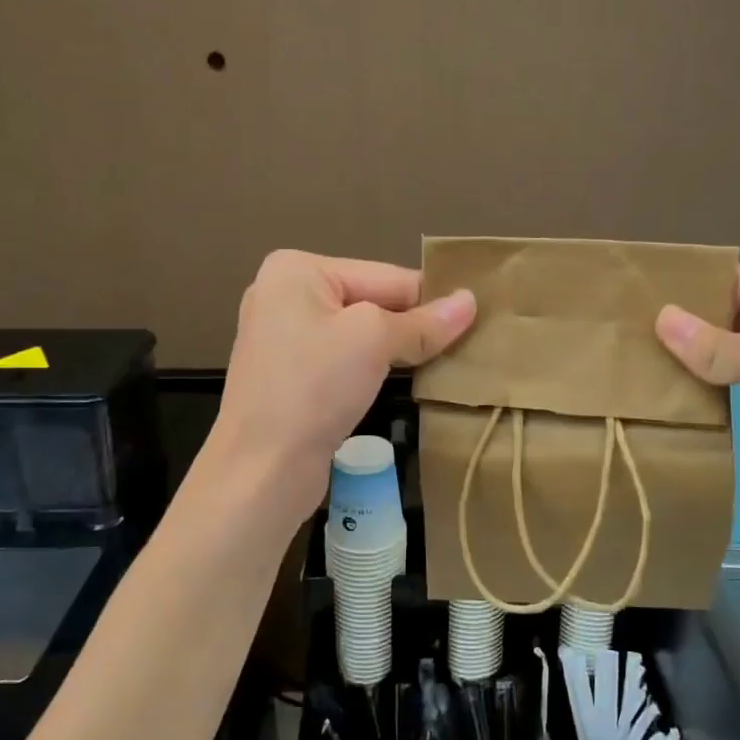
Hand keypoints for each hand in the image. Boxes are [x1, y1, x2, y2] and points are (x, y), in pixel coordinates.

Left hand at [212, 250, 476, 514]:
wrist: (261, 470)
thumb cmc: (314, 388)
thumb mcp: (374, 341)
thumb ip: (424, 322)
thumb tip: (470, 301)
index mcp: (297, 269)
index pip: (385, 276)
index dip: (431, 299)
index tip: (478, 318)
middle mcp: (285, 295)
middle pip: (372, 301)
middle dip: (414, 325)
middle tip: (469, 344)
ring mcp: (284, 337)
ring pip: (360, 333)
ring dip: (398, 349)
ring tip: (445, 363)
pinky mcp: (290, 375)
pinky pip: (344, 359)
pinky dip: (374, 368)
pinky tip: (406, 381)